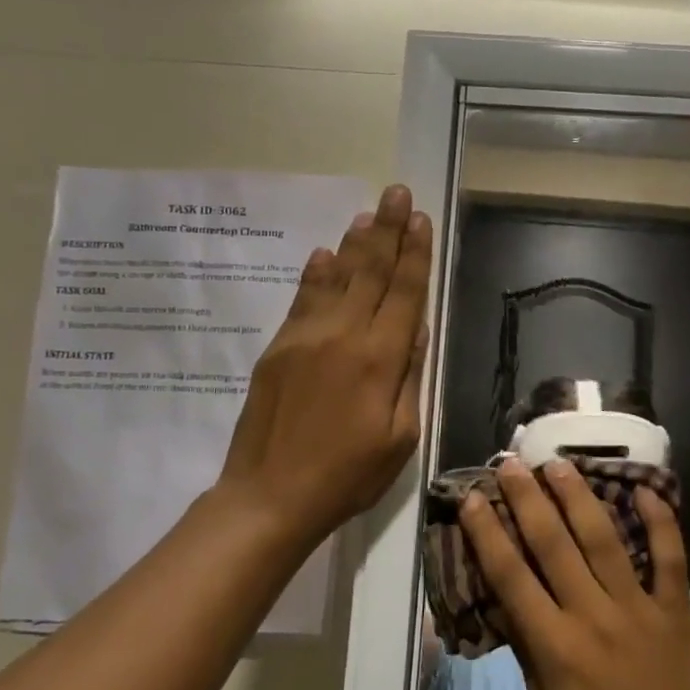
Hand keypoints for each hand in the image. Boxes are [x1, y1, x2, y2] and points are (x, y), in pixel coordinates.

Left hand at [217, 184, 431, 552]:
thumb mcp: (401, 436)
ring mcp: (306, 337)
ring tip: (368, 212)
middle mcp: (344, 336)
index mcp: (380, 359)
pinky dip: (317, 272)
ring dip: (355, 242)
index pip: (404, 292)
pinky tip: (325, 252)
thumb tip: (414, 328)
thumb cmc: (348, 475)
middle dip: (387, 230)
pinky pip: (302, 298)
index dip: (414, 254)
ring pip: (337, 277)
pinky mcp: (279, 347)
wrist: (270, 496)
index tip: (420, 219)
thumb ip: (409, 376)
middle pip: (371, 272)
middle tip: (397, 192)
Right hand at [462, 459, 689, 689]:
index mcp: (557, 649)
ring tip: (558, 463)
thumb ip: (530, 663)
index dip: (487, 534)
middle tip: (510, 463)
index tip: (473, 499)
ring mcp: (641, 608)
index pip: (510, 578)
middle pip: (552, 544)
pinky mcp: (678, 609)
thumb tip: (512, 612)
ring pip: (604, 538)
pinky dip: (660, 520)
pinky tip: (644, 488)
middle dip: (527, 499)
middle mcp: (595, 616)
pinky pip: (670, 556)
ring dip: (579, 496)